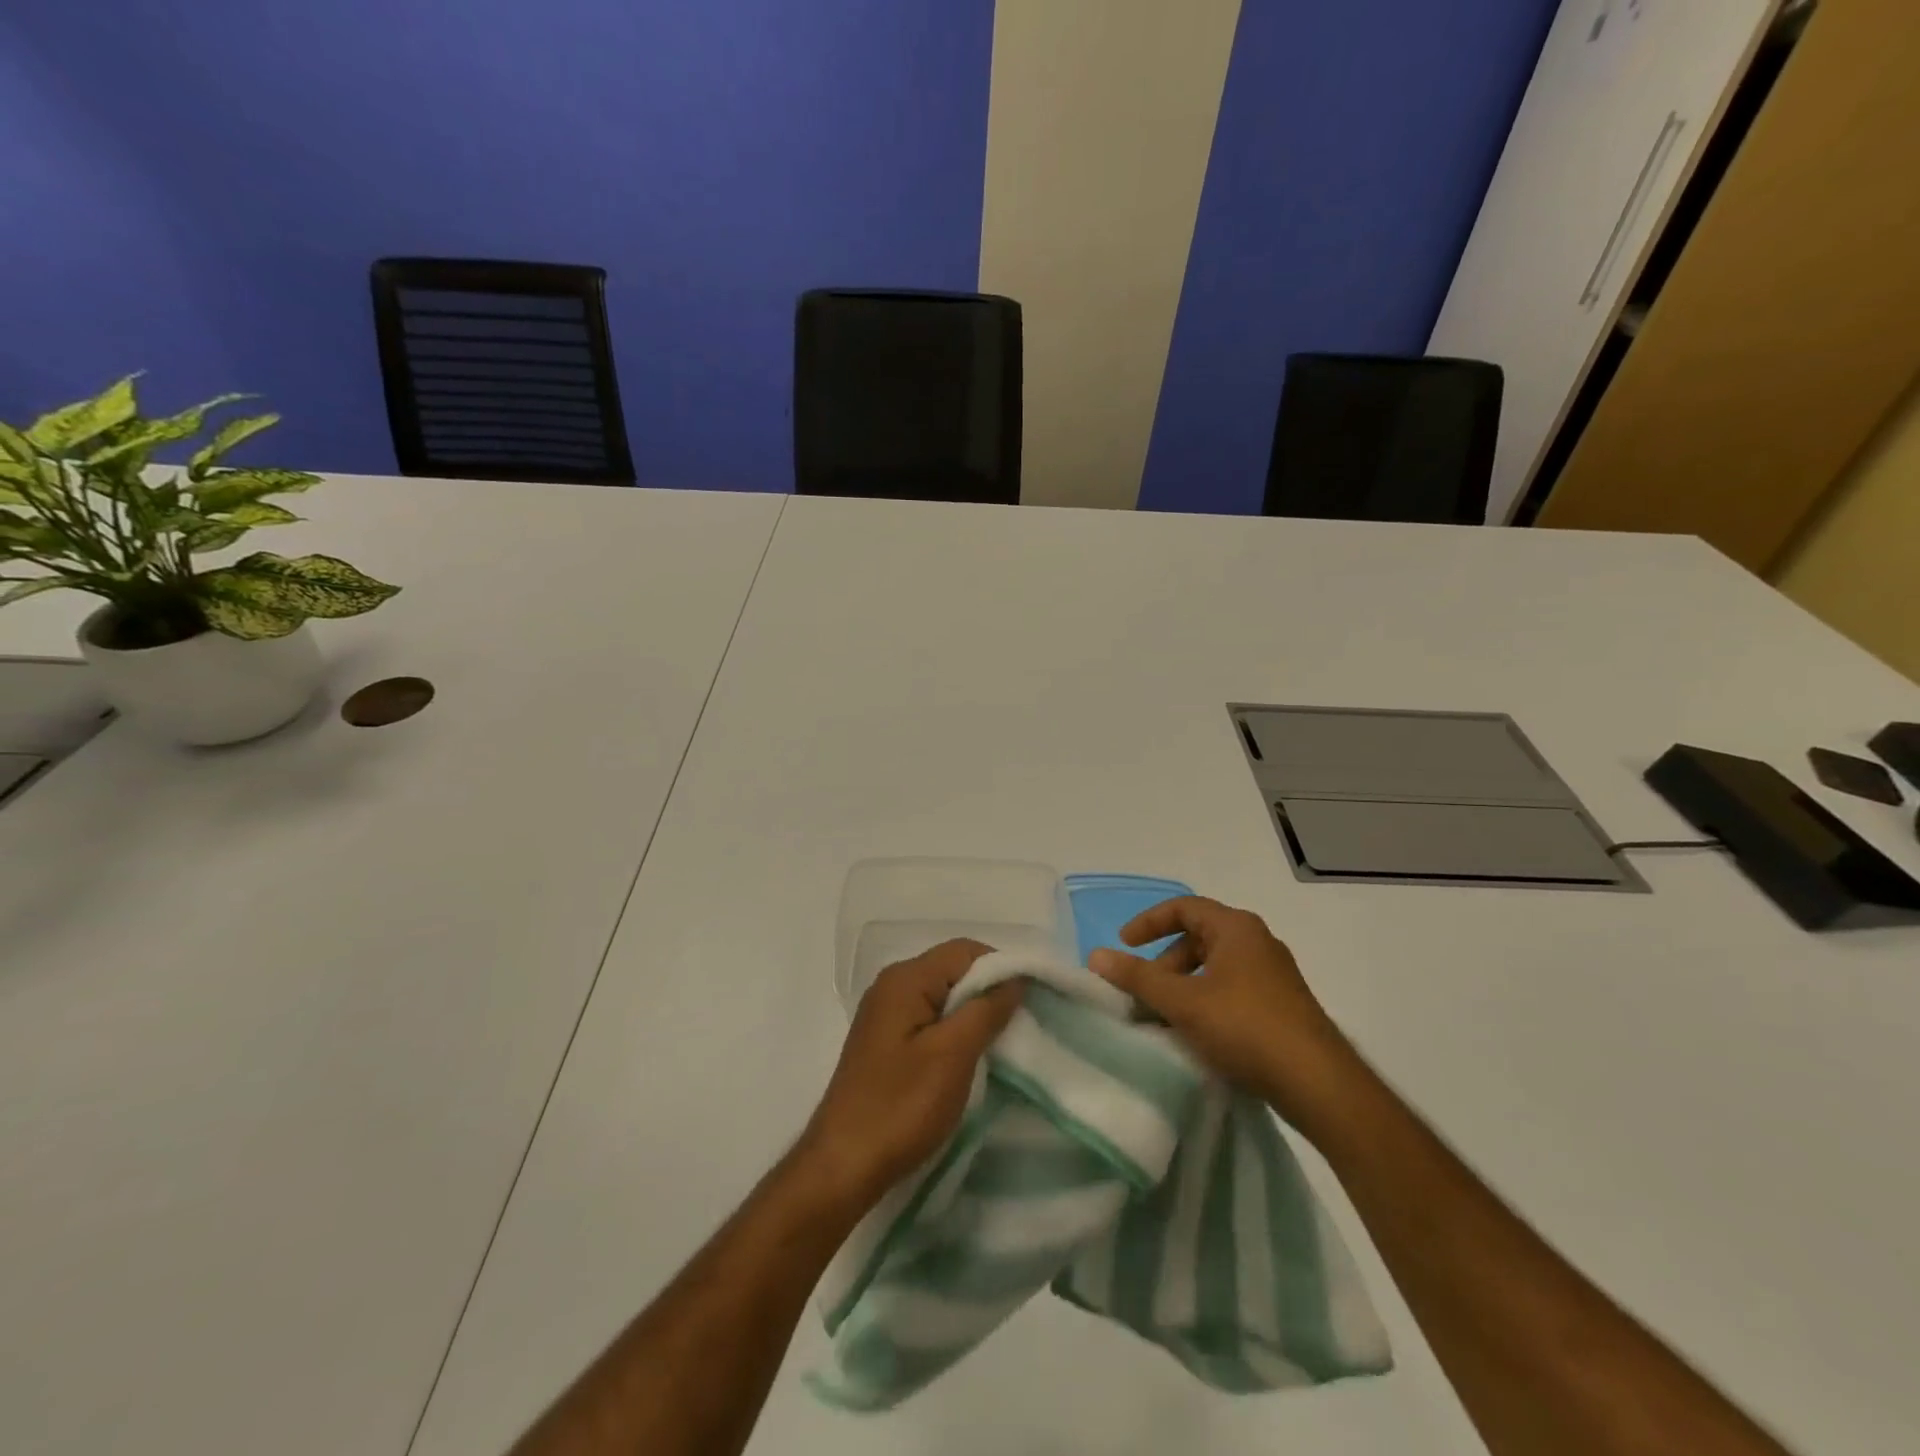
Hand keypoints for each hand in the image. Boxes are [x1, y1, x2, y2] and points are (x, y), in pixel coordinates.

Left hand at [798, 939, 1022, 1212]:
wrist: (843, 1165)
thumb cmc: (901, 1106)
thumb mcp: (953, 1055)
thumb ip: (986, 1009)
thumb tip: (1015, 978)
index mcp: (905, 979)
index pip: (965, 951)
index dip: (1002, 968)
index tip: (1031, 1001)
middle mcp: (892, 986)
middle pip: (953, 970)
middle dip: (989, 991)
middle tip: (1020, 1025)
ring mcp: (886, 1014)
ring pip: (944, 997)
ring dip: (974, 1014)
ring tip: (1001, 1044)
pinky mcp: (887, 1042)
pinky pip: (930, 1019)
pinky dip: (955, 1031)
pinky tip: (970, 1058)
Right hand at [1088, 897, 1360, 1133]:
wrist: (1319, 1084)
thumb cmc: (1246, 1028)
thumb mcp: (1183, 1001)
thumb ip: (1137, 977)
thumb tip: (1095, 956)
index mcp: (1236, 928)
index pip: (1183, 907)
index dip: (1149, 922)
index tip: (1124, 945)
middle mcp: (1258, 943)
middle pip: (1198, 938)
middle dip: (1164, 963)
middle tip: (1143, 992)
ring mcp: (1273, 976)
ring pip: (1214, 968)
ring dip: (1182, 986)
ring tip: (1164, 1018)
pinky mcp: (1281, 1006)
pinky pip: (1231, 990)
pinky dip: (1205, 1002)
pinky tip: (1195, 1034)